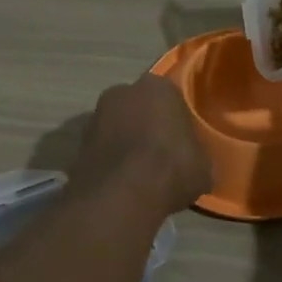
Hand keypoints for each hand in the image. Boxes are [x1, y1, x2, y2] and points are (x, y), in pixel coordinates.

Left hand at [69, 74, 211, 215]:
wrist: (120, 194)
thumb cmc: (170, 168)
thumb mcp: (203, 166)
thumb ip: (197, 155)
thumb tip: (195, 163)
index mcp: (157, 87)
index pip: (171, 98)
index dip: (177, 121)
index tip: (182, 142)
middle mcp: (122, 92)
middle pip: (140, 107)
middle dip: (147, 126)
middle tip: (161, 155)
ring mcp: (96, 115)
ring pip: (118, 126)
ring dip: (126, 143)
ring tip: (140, 174)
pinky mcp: (79, 142)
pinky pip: (103, 148)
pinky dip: (111, 161)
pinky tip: (122, 183)